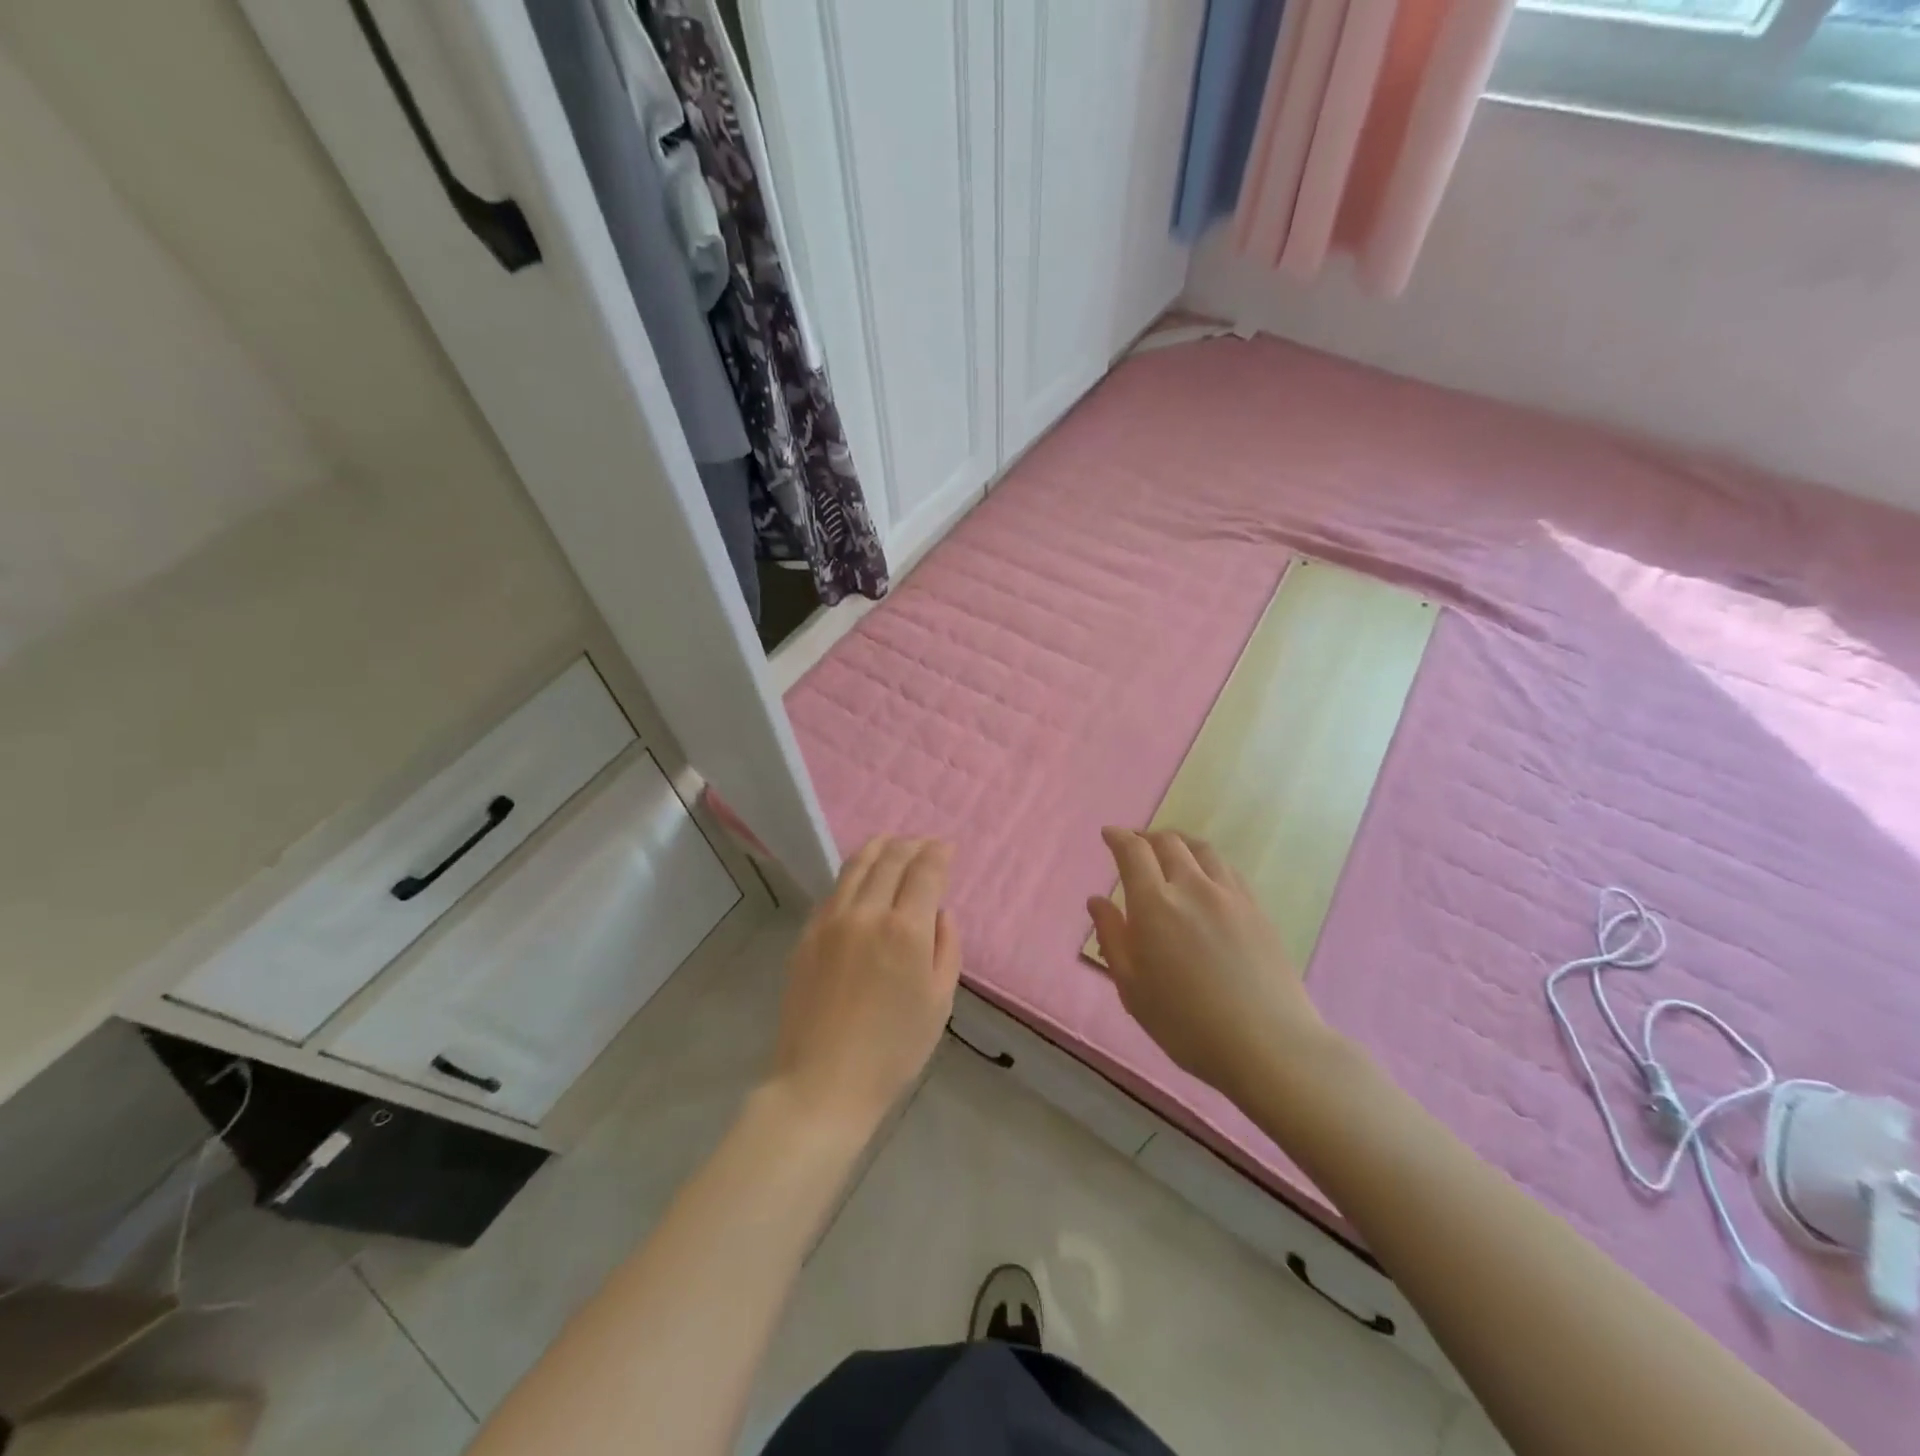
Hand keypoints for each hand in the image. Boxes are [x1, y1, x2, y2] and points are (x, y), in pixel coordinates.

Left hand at [768, 836, 961, 1129]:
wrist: (822, 1082)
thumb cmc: (893, 1050)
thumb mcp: (938, 1002)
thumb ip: (946, 948)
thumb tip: (940, 912)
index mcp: (905, 930)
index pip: (925, 871)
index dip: (938, 853)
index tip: (947, 847)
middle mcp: (866, 913)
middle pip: (890, 860)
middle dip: (911, 844)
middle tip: (924, 842)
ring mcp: (830, 921)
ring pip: (856, 866)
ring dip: (879, 847)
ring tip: (891, 842)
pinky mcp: (806, 934)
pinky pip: (833, 891)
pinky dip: (853, 874)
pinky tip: (859, 877)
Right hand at [1089, 828, 1328, 1103]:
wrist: (1267, 1044)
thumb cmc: (1186, 1023)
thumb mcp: (1132, 987)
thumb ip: (1112, 937)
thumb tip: (1096, 901)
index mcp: (1155, 904)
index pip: (1133, 852)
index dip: (1118, 838)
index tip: (1108, 834)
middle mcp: (1192, 887)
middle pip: (1168, 842)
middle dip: (1146, 837)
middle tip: (1135, 845)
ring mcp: (1230, 895)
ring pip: (1201, 850)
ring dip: (1179, 842)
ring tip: (1170, 851)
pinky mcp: (1257, 909)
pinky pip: (1227, 869)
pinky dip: (1206, 861)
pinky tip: (1206, 877)